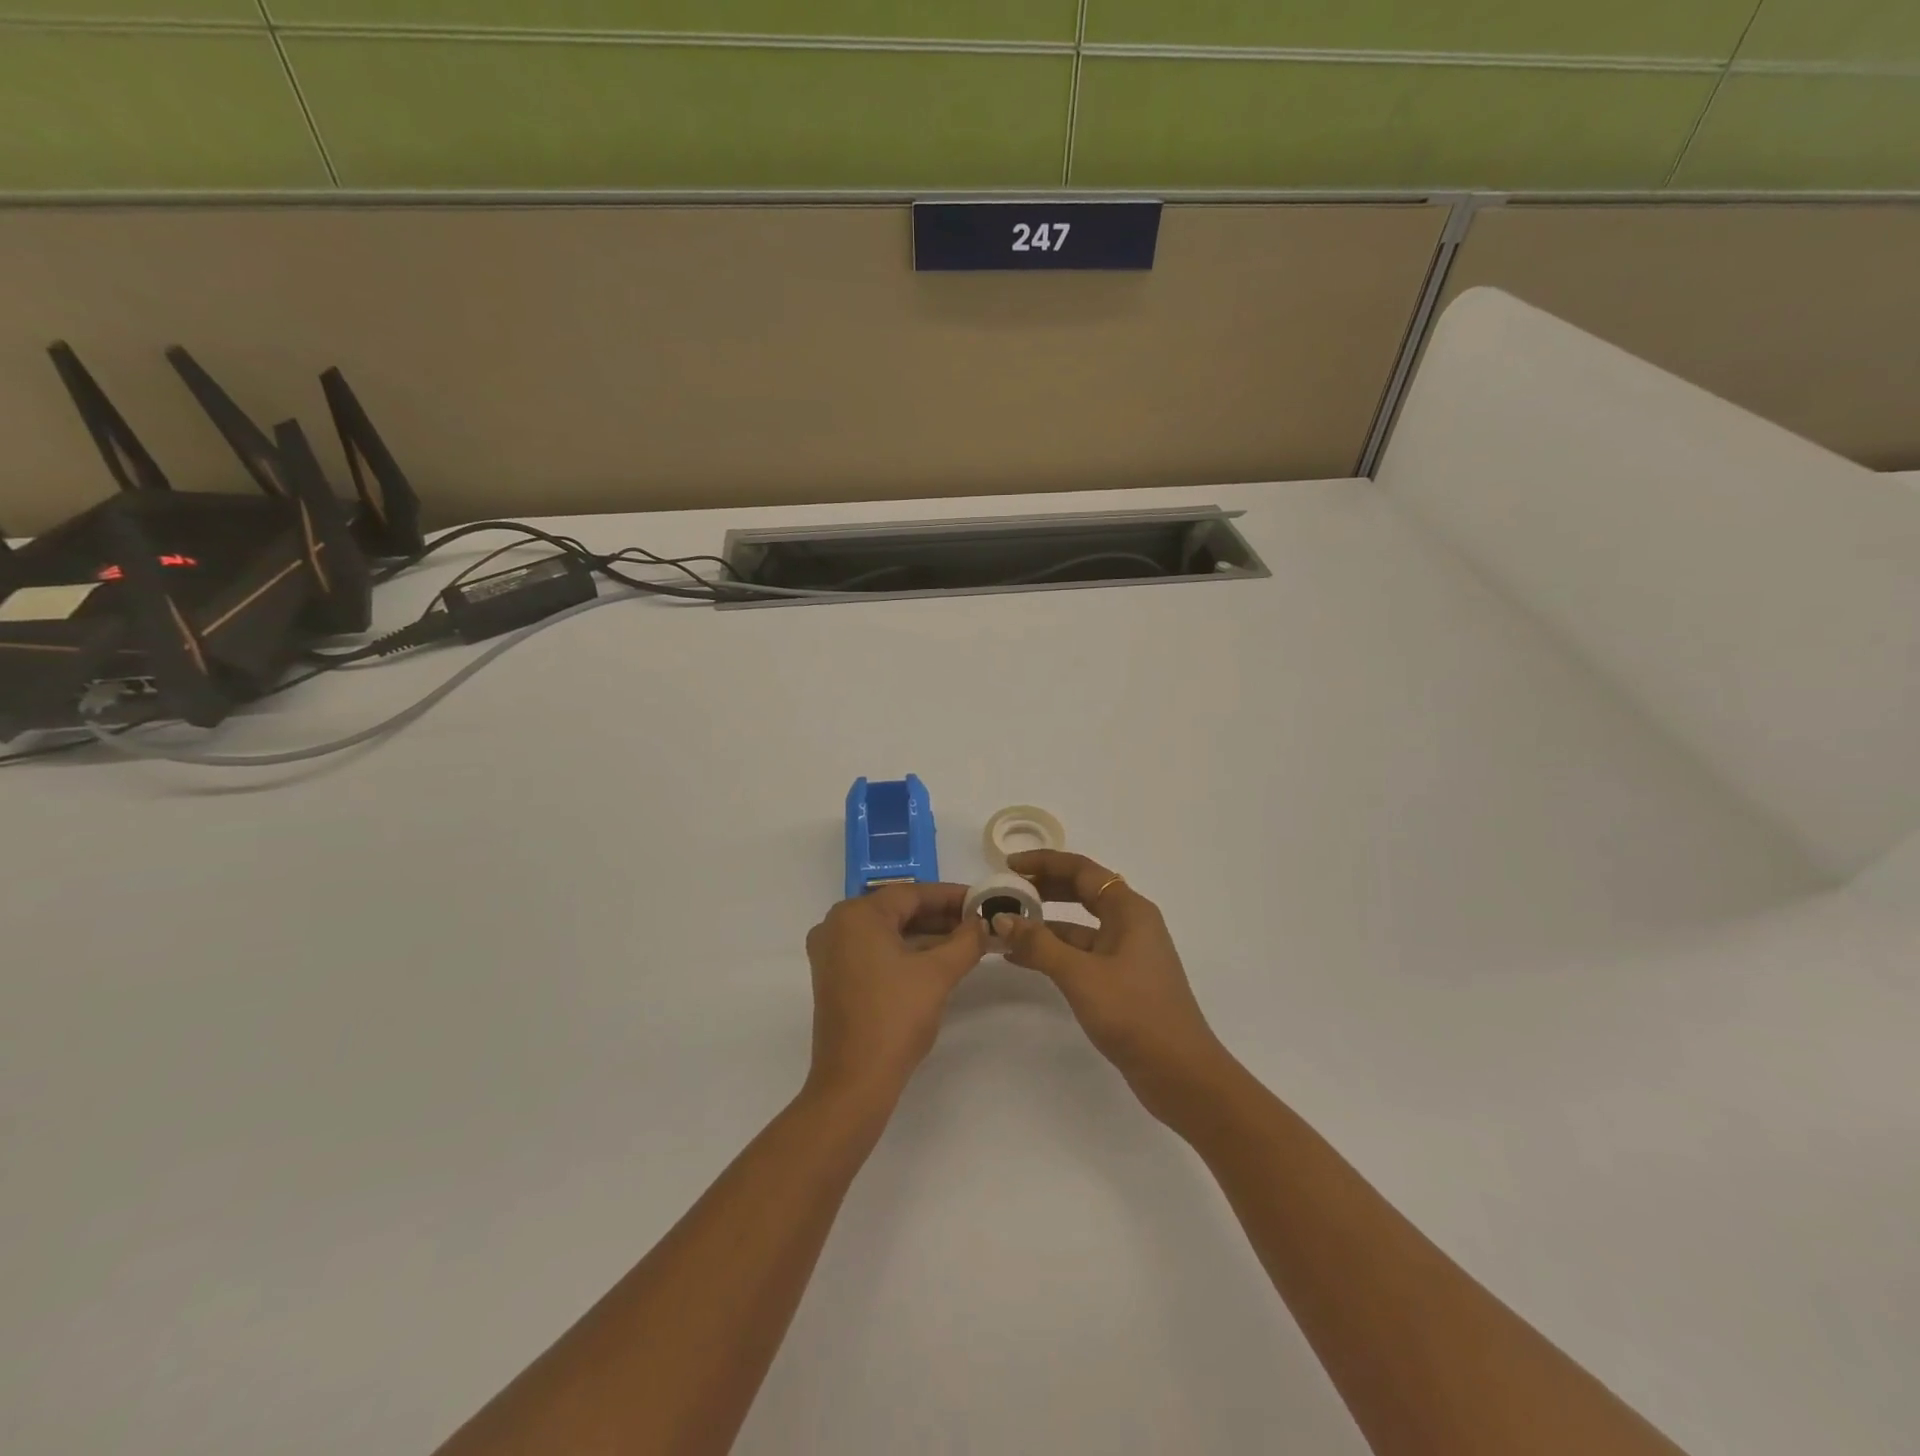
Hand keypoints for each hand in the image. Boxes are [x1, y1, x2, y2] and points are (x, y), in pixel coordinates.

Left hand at [803, 882, 985, 1107]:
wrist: (854, 1082)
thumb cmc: (895, 1018)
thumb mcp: (938, 974)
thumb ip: (966, 941)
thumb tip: (983, 923)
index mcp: (856, 915)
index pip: (912, 893)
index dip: (952, 896)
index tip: (983, 900)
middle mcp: (837, 925)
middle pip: (898, 911)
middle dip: (941, 916)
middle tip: (979, 921)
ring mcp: (832, 953)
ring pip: (888, 932)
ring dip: (926, 935)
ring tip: (967, 940)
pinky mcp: (835, 977)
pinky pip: (876, 951)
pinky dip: (906, 952)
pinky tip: (939, 959)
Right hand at [998, 850, 1230, 1122]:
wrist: (1180, 1073)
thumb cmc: (1134, 1013)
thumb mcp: (1081, 975)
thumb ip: (1039, 944)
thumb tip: (1002, 918)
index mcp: (1129, 909)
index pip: (1082, 869)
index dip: (1044, 863)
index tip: (1009, 866)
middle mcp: (1130, 923)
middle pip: (1081, 891)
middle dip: (1043, 888)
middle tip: (1005, 892)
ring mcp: (1127, 952)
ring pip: (1079, 925)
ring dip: (1044, 923)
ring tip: (1005, 926)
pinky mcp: (1121, 979)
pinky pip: (1081, 952)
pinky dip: (1054, 951)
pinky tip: (1022, 958)